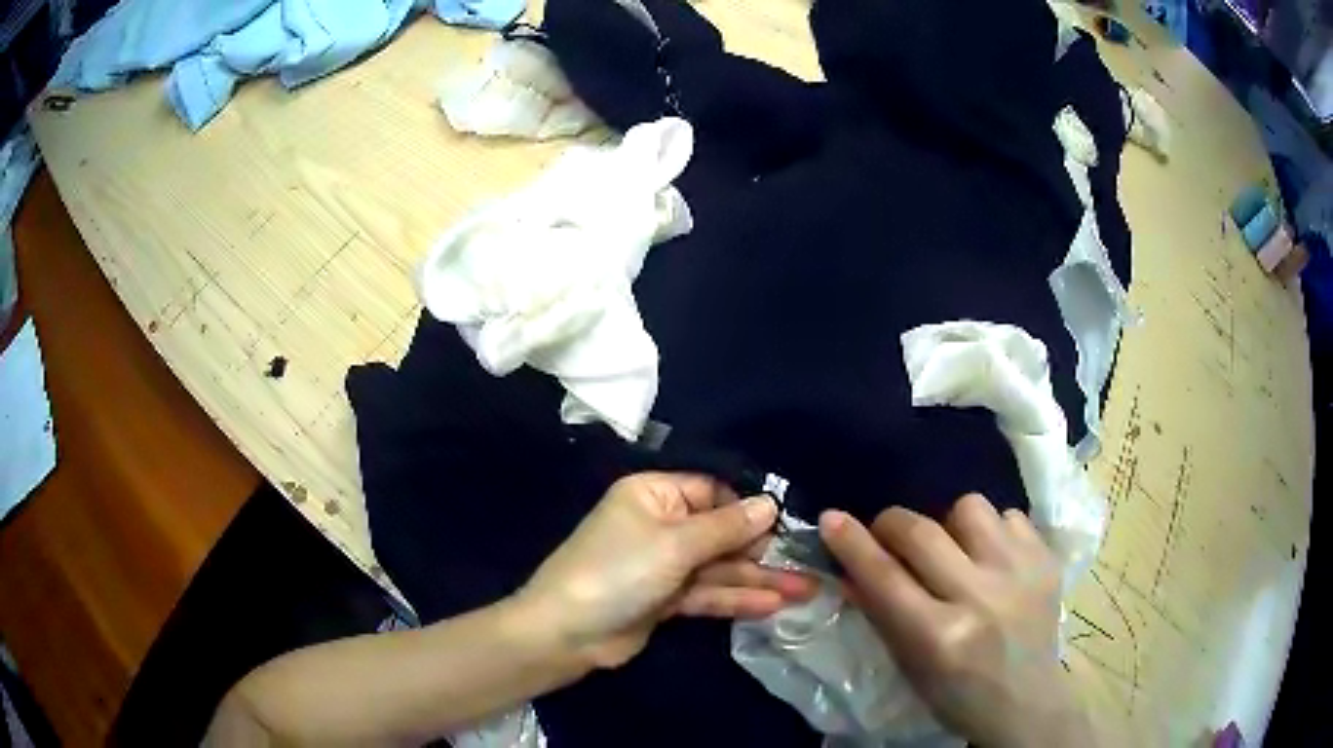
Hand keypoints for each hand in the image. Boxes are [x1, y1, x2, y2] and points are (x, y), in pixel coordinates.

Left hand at [519, 472, 817, 668]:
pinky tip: (774, 604)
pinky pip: (707, 592)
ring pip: (719, 567)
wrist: (567, 633)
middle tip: (808, 564)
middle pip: (721, 533)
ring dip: (759, 579)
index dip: (747, 509)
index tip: (784, 526)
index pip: (712, 491)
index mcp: (653, 495)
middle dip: (762, 551)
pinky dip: (737, 598)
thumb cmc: (618, 572)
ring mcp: (664, 565)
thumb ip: (726, 527)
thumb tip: (770, 504)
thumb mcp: (675, 544)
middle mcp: (661, 525)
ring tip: (806, 590)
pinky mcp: (666, 599)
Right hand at [821, 493, 1096, 747]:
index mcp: (940, 636)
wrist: (1027, 700)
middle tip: (888, 533)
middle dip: (892, 524)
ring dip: (950, 524)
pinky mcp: (1046, 559)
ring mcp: (1020, 572)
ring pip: (970, 507)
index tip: (831, 518)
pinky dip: (993, 531)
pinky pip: (1009, 515)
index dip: (853, 543)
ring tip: (956, 549)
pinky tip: (993, 558)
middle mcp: (981, 597)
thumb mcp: (909, 665)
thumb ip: (881, 613)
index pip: (885, 576)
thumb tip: (849, 567)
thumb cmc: (957, 694)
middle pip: (922, 532)